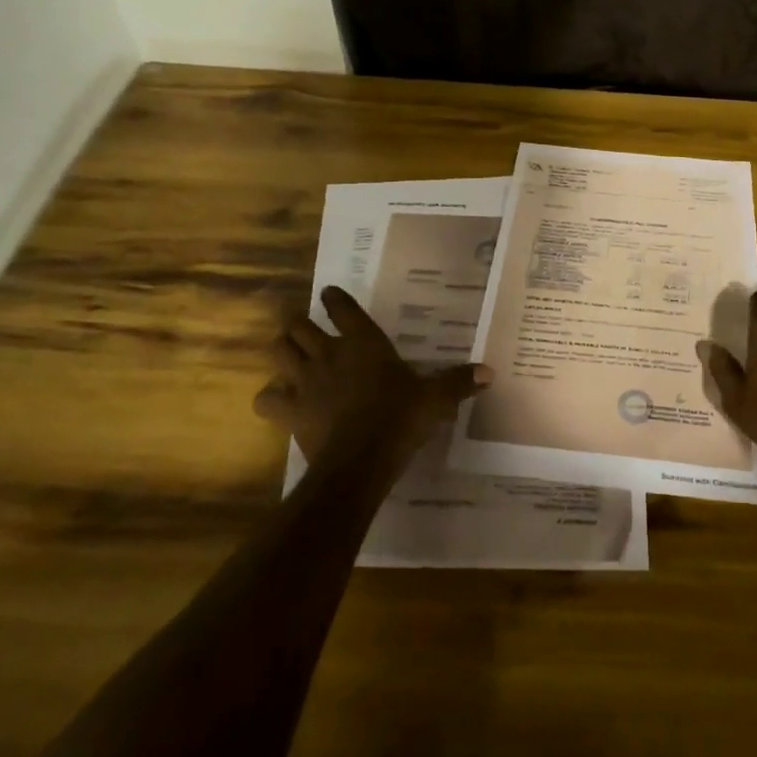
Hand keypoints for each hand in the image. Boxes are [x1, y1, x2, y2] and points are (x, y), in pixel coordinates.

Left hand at [253, 286, 490, 474]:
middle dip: (297, 323)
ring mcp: (305, 382)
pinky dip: (269, 397)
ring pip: (277, 351)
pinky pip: (266, 399)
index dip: (334, 298)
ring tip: (288, 353)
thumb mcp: (435, 399)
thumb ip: (458, 382)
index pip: (342, 308)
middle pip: (297, 325)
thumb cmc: (399, 419)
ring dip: (281, 350)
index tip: (330, 295)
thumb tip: (490, 372)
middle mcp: (329, 354)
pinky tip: (279, 401)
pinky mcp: (290, 411)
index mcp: (364, 343)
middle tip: (304, 326)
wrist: (360, 461)